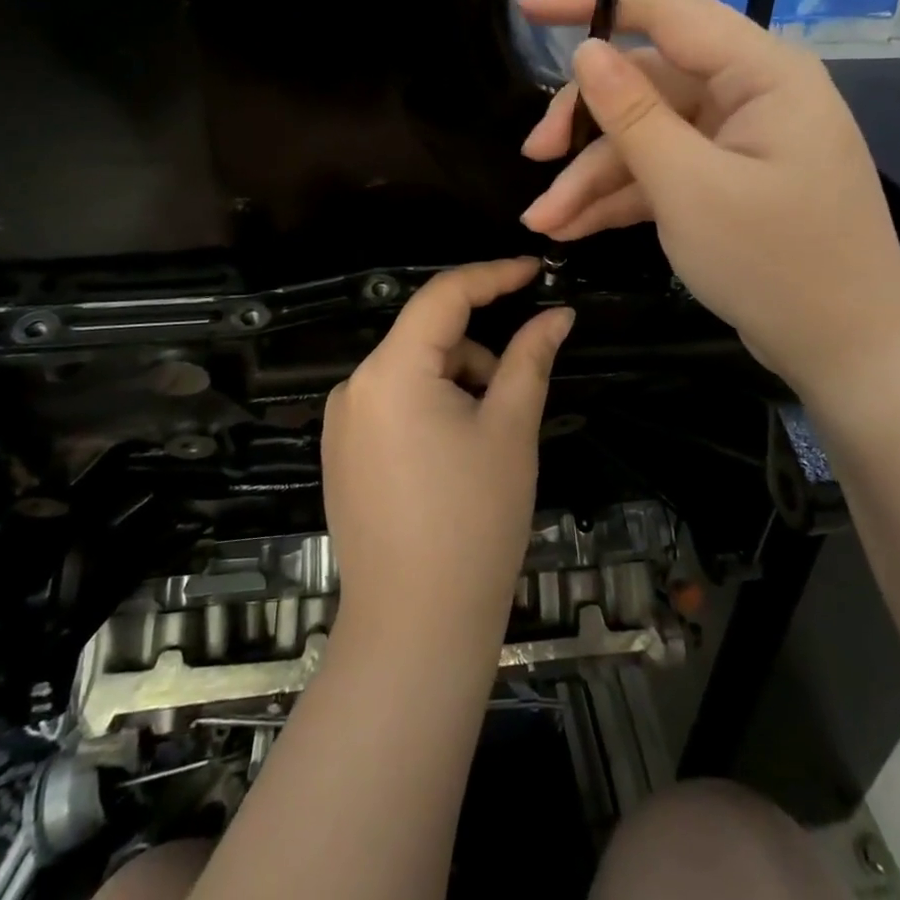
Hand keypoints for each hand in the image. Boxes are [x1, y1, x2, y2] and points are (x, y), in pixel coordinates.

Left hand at [323, 258, 573, 645]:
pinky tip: (453, 462)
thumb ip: (530, 359)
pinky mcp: (342, 454)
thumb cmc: (473, 521)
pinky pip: (393, 405)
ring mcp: (341, 423)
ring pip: (412, 373)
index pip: (444, 296)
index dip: (492, 276)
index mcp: (391, 370)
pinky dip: (431, 408)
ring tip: (486, 445)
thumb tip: (557, 314)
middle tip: (516, 396)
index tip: (535, 271)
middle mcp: (354, 386)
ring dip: (457, 385)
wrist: (414, 628)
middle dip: (479, 352)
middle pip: (427, 338)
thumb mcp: (510, 429)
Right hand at [518, 0, 899, 404]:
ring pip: (648, 136)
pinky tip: (572, 228)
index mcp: (762, 73)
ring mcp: (740, 141)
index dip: (594, 4)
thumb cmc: (776, 263)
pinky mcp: (729, 181)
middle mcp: (752, 95)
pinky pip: (665, 172)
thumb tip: (587, 51)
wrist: (849, 353)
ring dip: (593, 176)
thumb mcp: (689, 188)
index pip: (668, 13)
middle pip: (648, 84)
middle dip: (586, 124)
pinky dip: (621, 198)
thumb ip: (632, 115)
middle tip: (533, 156)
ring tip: (543, 221)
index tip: (528, 8)